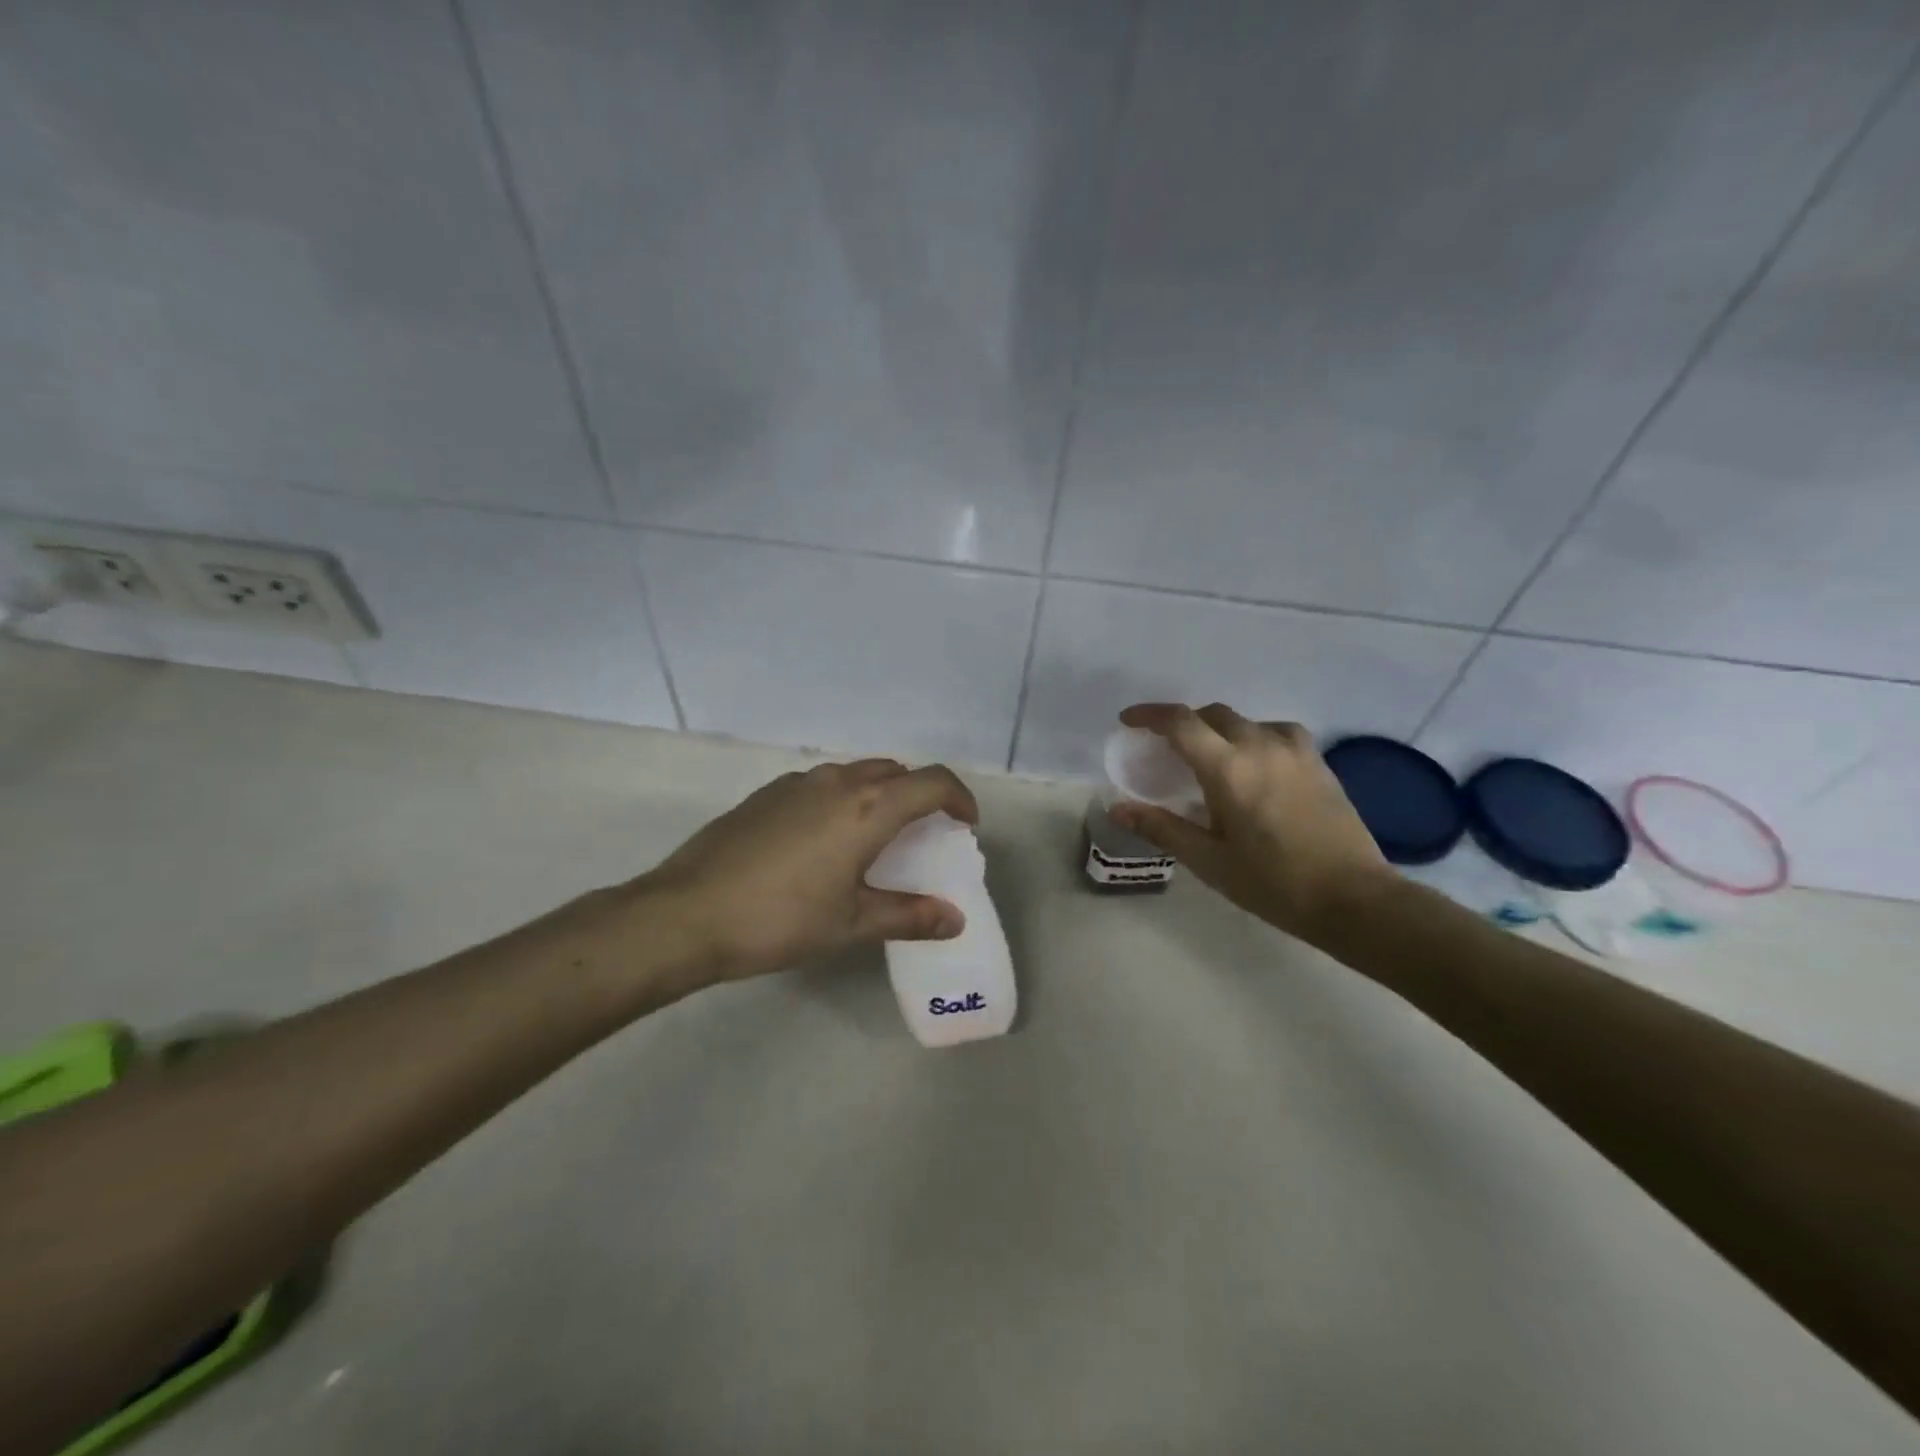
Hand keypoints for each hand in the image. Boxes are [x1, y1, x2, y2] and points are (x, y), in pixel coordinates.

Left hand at [639, 759, 978, 983]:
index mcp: (868, 807)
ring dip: (879, 795)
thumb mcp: (851, 924)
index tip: (965, 826)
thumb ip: (908, 915)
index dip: (959, 799)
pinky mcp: (766, 794)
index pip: (933, 782)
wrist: (686, 913)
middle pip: (896, 773)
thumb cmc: (780, 920)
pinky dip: (842, 800)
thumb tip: (954, 919)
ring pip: (857, 774)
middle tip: (923, 835)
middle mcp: (837, 782)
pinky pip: (822, 785)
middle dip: (920, 796)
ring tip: (875, 838)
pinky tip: (823, 842)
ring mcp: (797, 784)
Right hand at [1109, 703, 1390, 941]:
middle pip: (1212, 714)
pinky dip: (1254, 737)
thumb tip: (1118, 809)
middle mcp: (1260, 746)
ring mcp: (1294, 751)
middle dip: (1183, 723)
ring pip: (1246, 720)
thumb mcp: (1209, 861)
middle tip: (1165, 748)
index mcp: (1228, 769)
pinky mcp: (1318, 762)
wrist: (1352, 898)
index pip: (1180, 723)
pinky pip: (1276, 732)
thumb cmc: (1273, 882)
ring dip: (1219, 729)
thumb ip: (1161, 828)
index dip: (1150, 715)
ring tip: (1210, 757)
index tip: (1129, 721)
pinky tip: (1255, 764)